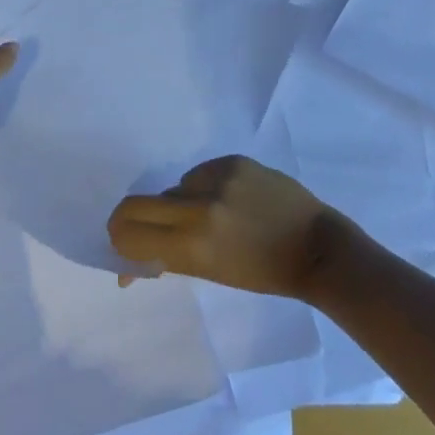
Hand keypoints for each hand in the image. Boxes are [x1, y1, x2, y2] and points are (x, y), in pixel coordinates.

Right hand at [106, 155, 350, 298]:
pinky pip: (201, 173)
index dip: (119, 238)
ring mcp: (218, 178)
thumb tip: (127, 266)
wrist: (316, 247)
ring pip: (175, 187)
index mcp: (192, 245)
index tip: (123, 243)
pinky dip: (205, 187)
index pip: (129, 231)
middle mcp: (199, 207)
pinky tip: (230, 199)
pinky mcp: (234, 160)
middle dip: (132, 218)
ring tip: (212, 216)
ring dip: (180, 203)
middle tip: (140, 228)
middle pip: (138, 203)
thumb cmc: (263, 273)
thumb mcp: (211, 273)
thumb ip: (168, 259)